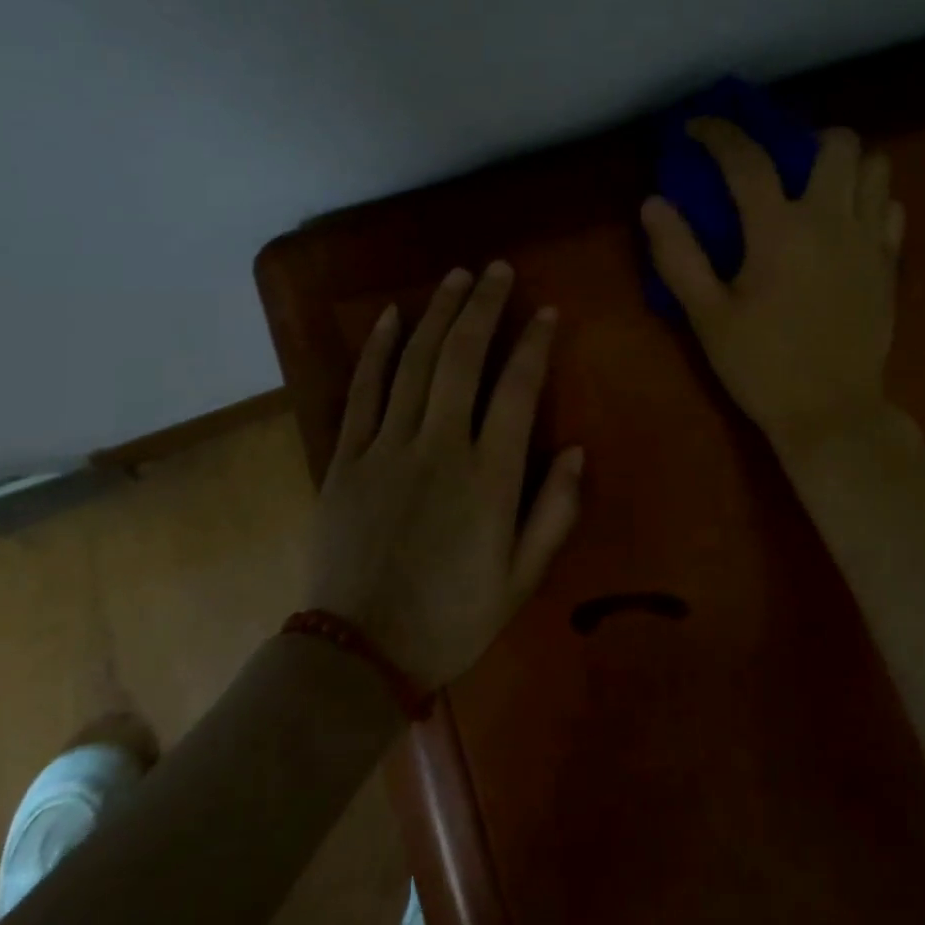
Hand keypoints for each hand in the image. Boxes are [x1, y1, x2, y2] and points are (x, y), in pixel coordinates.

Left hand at [309, 262, 584, 691]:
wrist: (358, 655)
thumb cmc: (452, 618)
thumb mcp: (522, 578)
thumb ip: (554, 512)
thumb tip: (577, 450)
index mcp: (489, 477)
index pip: (517, 389)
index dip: (534, 343)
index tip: (545, 311)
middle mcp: (439, 448)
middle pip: (462, 358)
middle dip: (483, 306)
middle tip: (498, 269)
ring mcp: (387, 449)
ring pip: (414, 363)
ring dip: (437, 313)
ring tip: (457, 276)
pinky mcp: (346, 459)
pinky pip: (362, 392)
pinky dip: (376, 350)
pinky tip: (389, 316)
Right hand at [642, 119, 905, 463]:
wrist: (832, 414)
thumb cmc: (762, 367)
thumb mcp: (707, 317)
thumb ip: (678, 256)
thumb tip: (653, 204)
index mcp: (779, 230)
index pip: (747, 159)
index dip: (718, 133)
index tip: (697, 128)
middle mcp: (831, 220)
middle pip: (836, 143)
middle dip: (805, 139)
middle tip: (781, 167)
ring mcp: (868, 240)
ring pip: (875, 167)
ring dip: (846, 166)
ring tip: (818, 190)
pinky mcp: (889, 265)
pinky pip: (891, 209)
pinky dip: (870, 202)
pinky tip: (847, 226)